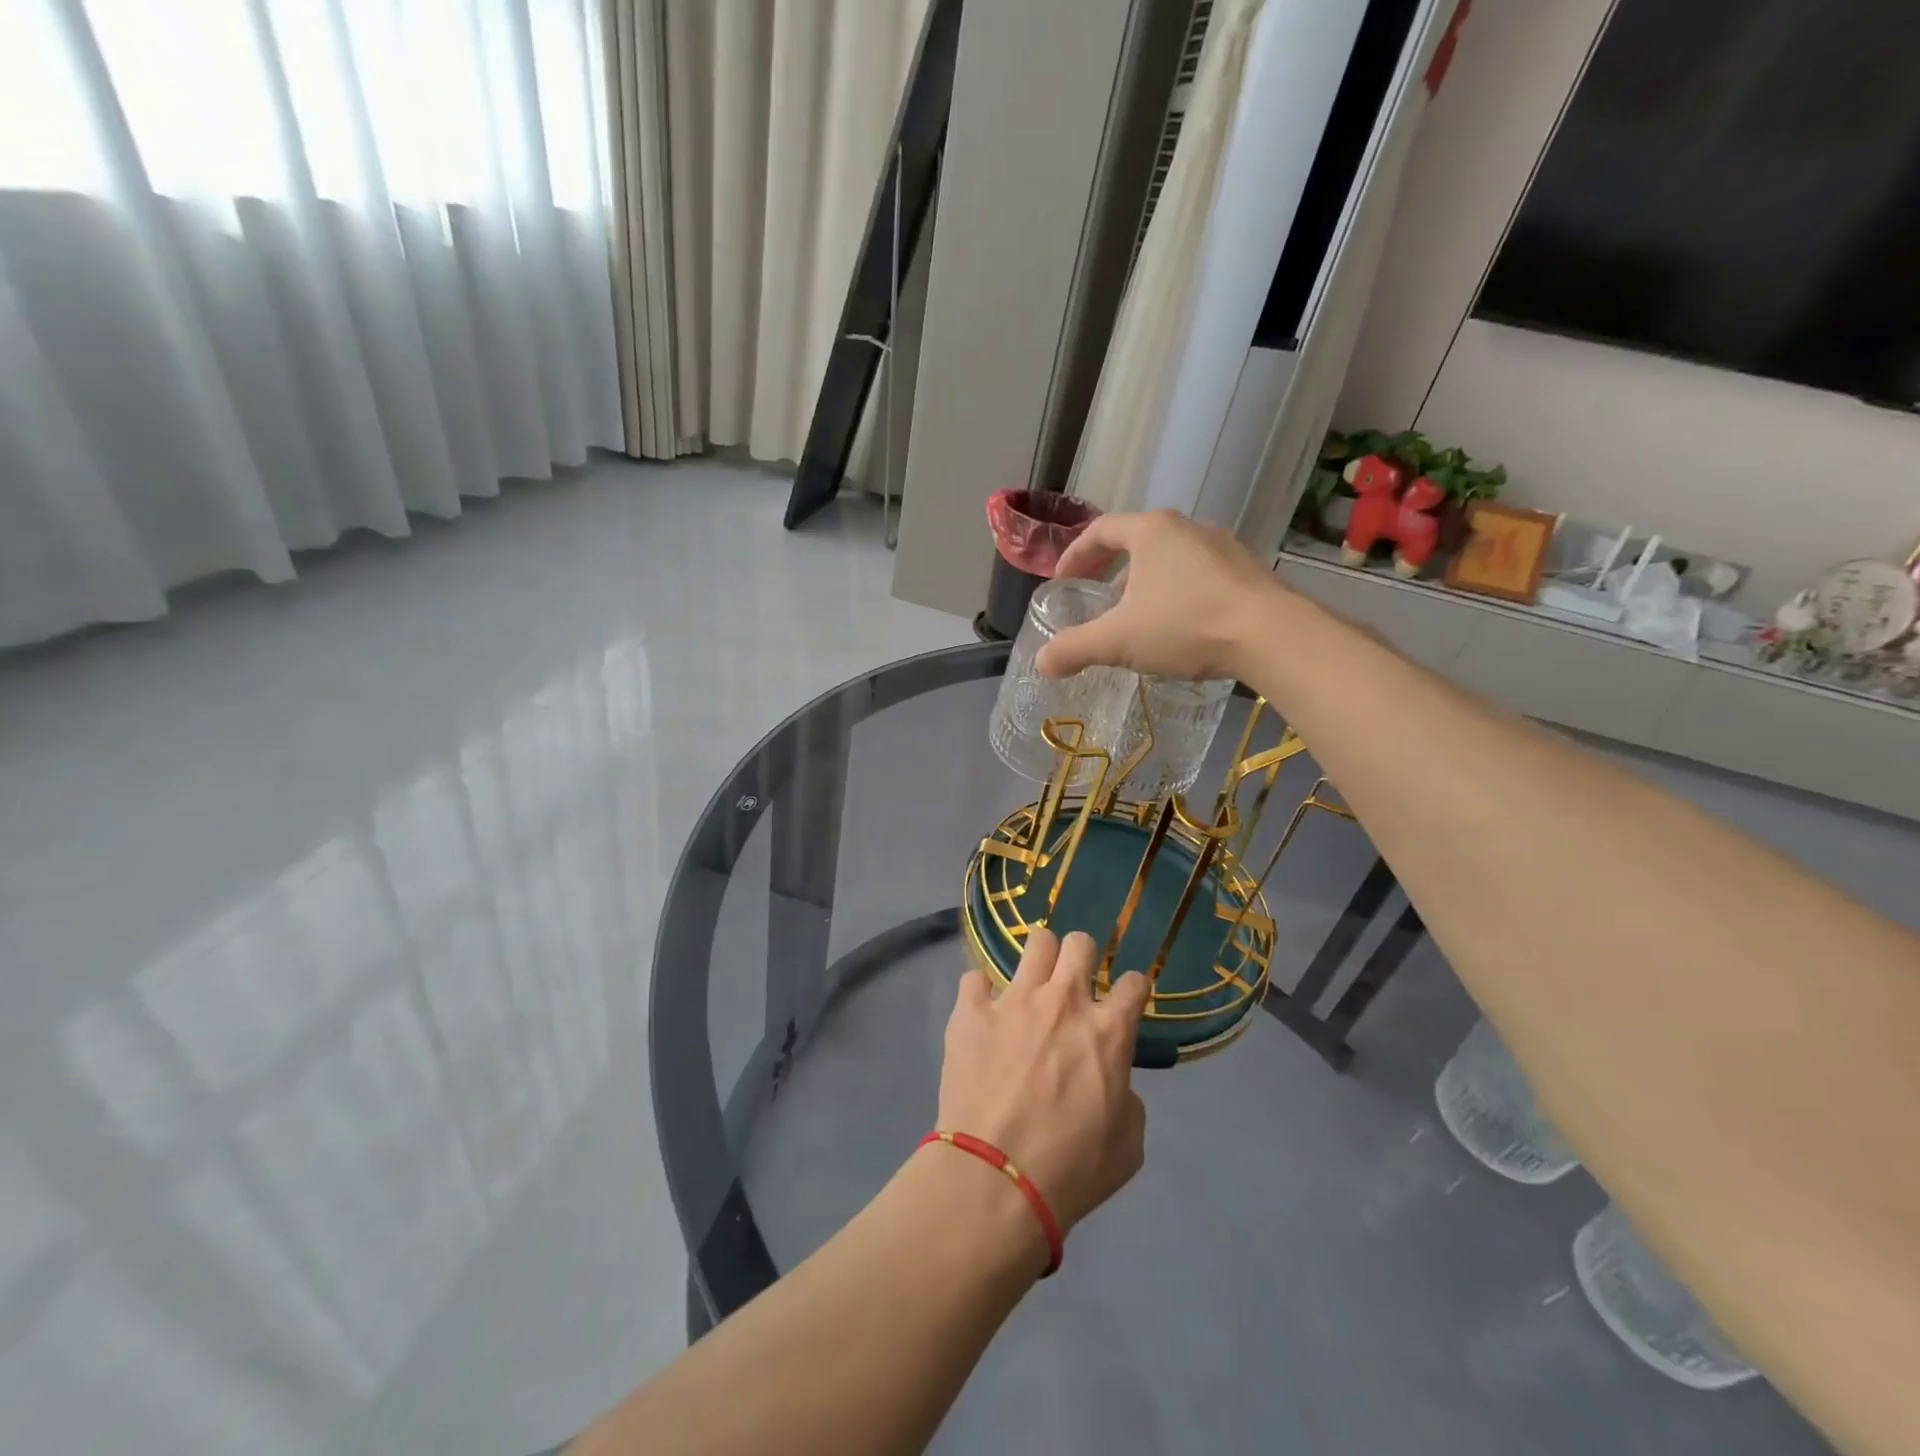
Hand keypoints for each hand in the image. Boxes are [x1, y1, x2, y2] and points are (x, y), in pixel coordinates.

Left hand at [936, 929, 1148, 1235]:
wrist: (995, 1178)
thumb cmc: (1070, 1169)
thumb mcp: (1127, 1146)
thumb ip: (1127, 1100)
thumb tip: (1113, 1084)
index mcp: (1107, 1031)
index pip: (1134, 983)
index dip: (1132, 989)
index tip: (1125, 1000)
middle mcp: (1064, 1001)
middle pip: (1080, 943)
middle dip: (1082, 957)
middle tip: (1072, 985)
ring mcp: (1014, 1000)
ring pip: (1035, 943)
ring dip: (1039, 961)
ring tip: (1031, 985)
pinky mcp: (971, 1011)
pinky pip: (975, 978)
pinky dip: (980, 994)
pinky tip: (982, 1014)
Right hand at [1033, 509, 1285, 682]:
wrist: (1272, 636)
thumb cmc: (1186, 625)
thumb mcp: (1119, 640)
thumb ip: (1074, 649)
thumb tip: (1041, 663)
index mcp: (1151, 531)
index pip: (1100, 530)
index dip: (1075, 554)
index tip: (1062, 580)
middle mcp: (1187, 528)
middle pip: (1137, 541)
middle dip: (1112, 572)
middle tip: (1098, 601)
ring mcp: (1222, 547)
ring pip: (1170, 559)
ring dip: (1146, 584)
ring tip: (1138, 618)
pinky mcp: (1247, 571)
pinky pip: (1199, 575)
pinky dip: (1178, 593)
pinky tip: (1180, 627)